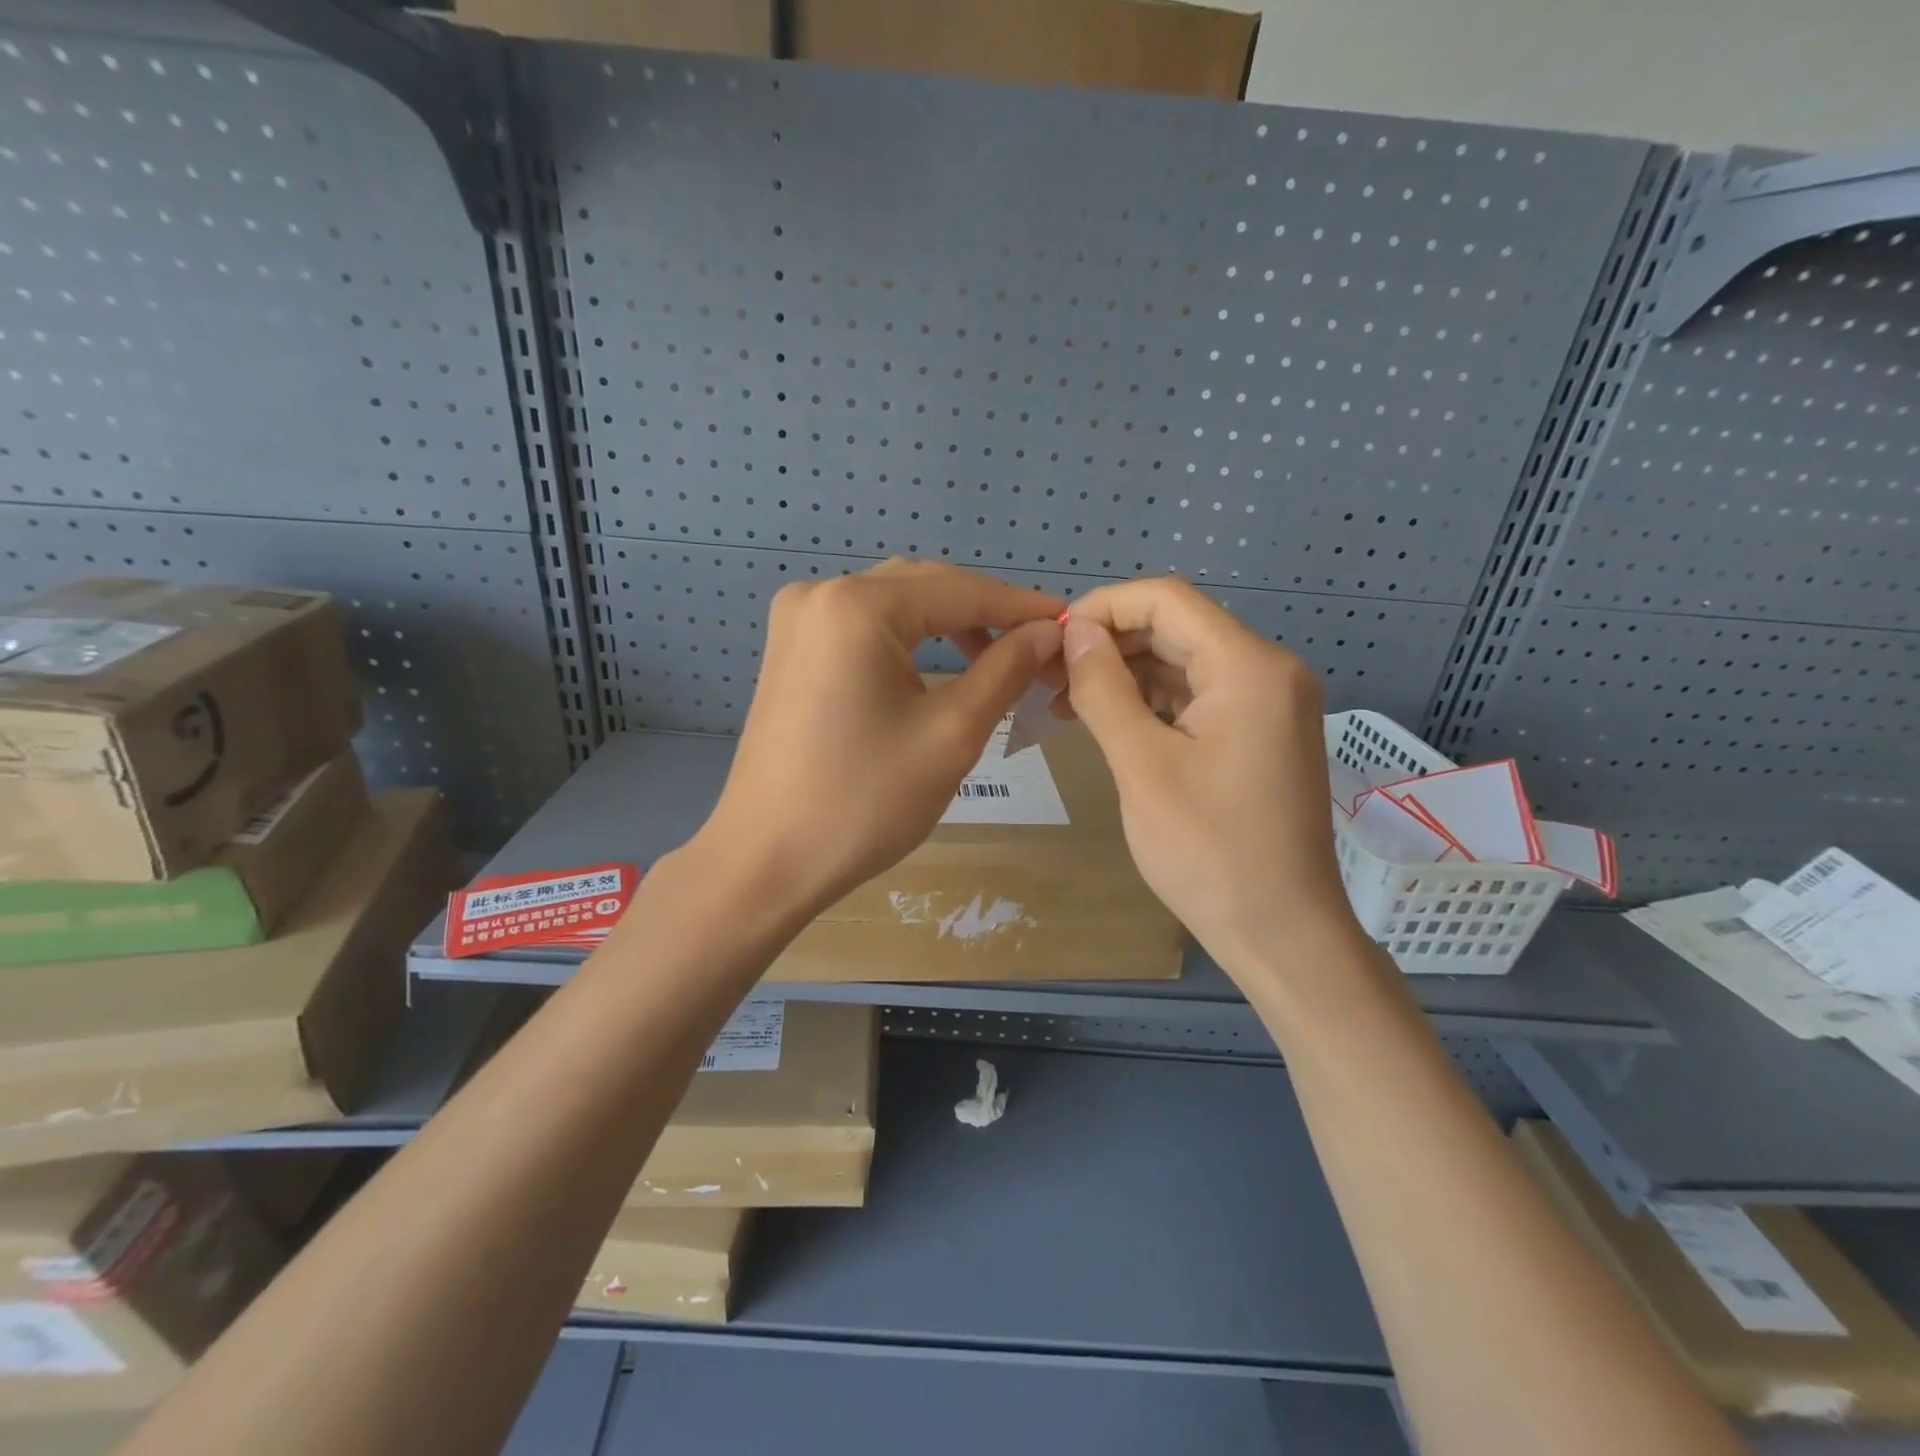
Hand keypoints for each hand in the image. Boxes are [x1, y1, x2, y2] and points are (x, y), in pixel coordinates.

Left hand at [702, 560, 1063, 913]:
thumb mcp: (951, 735)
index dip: (1020, 606)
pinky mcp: (790, 648)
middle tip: (1036, 649)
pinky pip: (863, 625)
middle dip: (985, 613)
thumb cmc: (864, 802)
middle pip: (926, 586)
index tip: (1069, 625)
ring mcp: (797, 619)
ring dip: (948, 623)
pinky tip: (937, 667)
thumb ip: (1005, 671)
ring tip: (996, 660)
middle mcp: (821, 593)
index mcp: (858, 606)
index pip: (961, 590)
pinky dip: (908, 638)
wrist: (766, 861)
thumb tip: (1048, 633)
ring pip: (895, 603)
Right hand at [1059, 578, 1361, 971]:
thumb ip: (1103, 689)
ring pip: (1184, 662)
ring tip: (1066, 701)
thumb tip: (1075, 633)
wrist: (1281, 933)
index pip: (1167, 600)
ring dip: (1125, 673)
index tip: (1052, 642)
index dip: (1103, 608)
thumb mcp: (1142, 766)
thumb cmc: (1208, 852)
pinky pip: (1198, 696)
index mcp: (1249, 667)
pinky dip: (1151, 701)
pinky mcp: (1259, 734)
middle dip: (1109, 643)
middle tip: (1048, 676)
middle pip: (1177, 627)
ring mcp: (1268, 704)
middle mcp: (1268, 671)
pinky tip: (1109, 720)